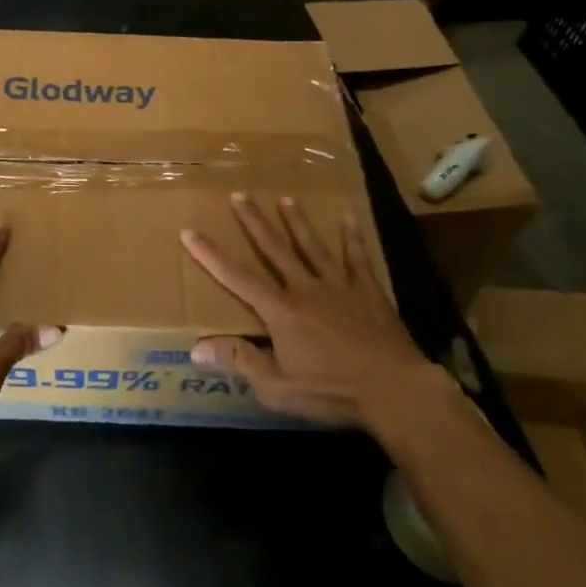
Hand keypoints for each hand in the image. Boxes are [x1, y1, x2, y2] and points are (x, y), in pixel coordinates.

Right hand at [181, 193, 431, 428]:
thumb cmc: (332, 391)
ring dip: (297, 222)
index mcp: (281, 312)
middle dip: (254, 222)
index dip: (210, 255)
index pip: (237, 278)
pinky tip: (349, 219)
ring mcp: (340, 287)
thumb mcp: (278, 387)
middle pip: (275, 249)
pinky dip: (352, 239)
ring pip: (313, 246)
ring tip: (286, 198)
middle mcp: (306, 289)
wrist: (396, 390)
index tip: (190, 231)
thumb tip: (196, 348)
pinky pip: (357, 259)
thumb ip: (240, 361)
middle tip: (240, 195)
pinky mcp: (369, 293)